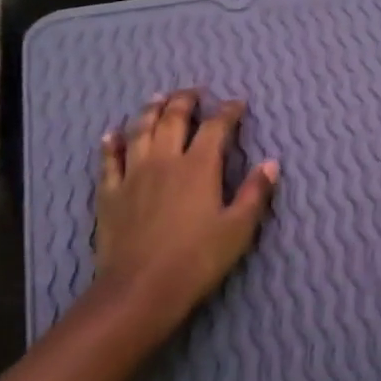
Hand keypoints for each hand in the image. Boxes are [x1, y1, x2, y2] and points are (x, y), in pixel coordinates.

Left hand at [93, 89, 277, 335]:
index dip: (228, 111)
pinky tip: (112, 134)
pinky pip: (108, 159)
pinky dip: (111, 143)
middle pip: (173, 118)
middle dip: (185, 100)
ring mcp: (133, 174)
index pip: (216, 127)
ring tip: (158, 98)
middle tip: (194, 92)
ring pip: (140, 130)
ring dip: (150, 110)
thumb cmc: (197, 260)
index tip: (237, 103)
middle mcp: (165, 160)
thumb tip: (271, 163)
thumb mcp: (238, 230)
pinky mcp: (110, 192)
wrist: (140, 289)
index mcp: (199, 167)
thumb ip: (255, 193)